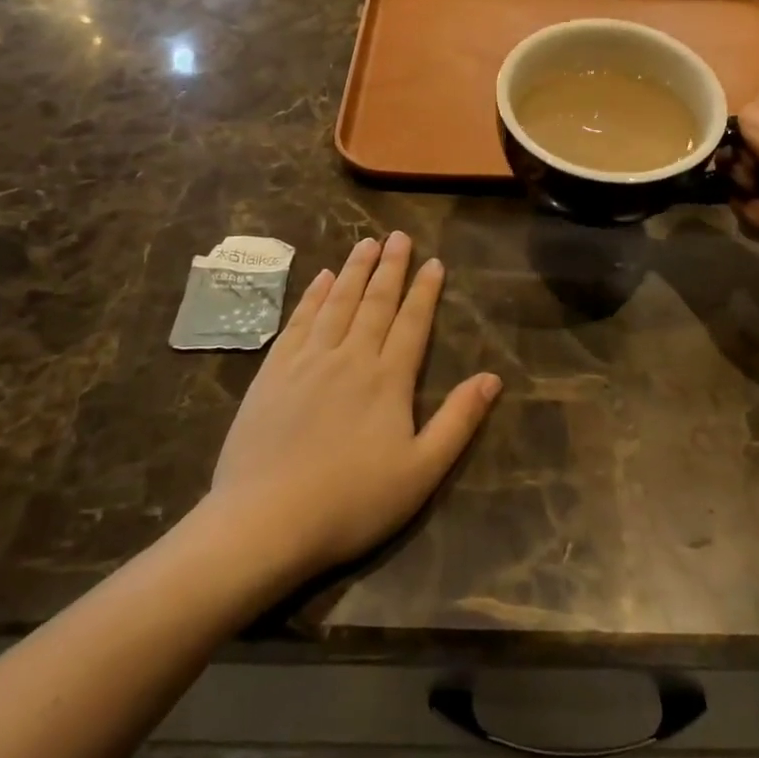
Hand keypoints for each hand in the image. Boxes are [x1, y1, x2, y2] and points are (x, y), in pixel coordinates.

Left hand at [208, 233, 501, 581]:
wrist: (265, 521)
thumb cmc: (351, 502)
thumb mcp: (421, 472)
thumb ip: (458, 421)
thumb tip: (493, 378)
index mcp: (388, 379)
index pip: (412, 322)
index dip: (425, 291)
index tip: (433, 261)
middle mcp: (350, 357)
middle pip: (375, 302)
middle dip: (390, 267)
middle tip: (399, 236)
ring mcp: (307, 361)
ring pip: (336, 302)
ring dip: (354, 270)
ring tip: (366, 243)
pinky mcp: (273, 372)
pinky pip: (298, 321)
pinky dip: (312, 296)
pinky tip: (320, 278)